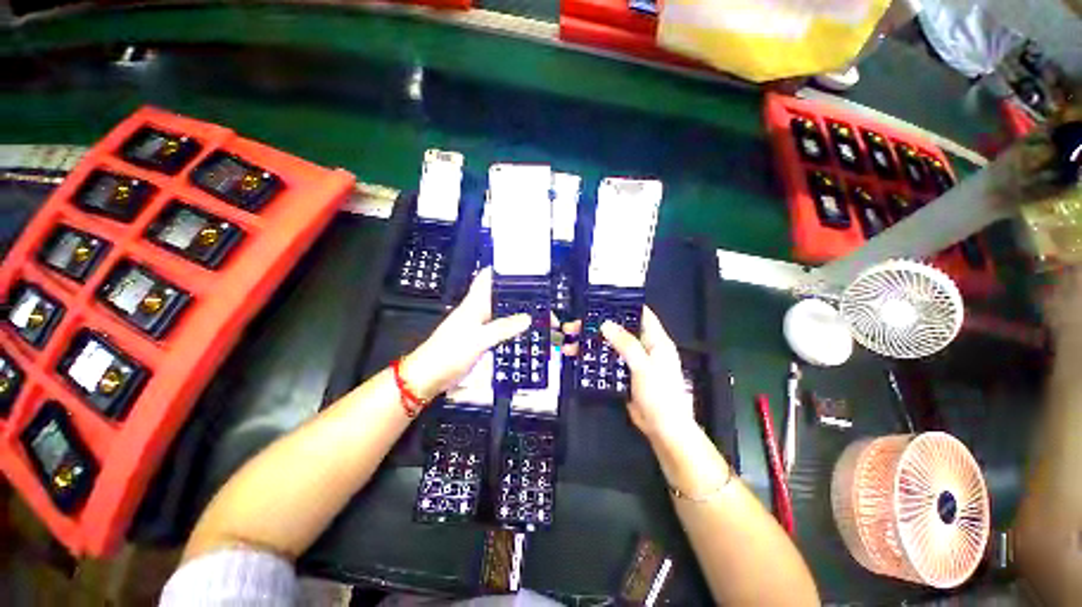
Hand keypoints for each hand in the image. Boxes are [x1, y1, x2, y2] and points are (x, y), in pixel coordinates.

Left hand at [400, 268, 529, 400]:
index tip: (522, 266)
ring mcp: (476, 326)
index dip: (502, 270)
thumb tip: (528, 317)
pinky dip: (510, 326)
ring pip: (498, 311)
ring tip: (536, 308)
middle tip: (538, 291)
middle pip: (496, 294)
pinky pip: (497, 327)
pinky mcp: (478, 339)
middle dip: (514, 290)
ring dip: (513, 309)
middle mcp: (475, 311)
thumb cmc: (450, 352)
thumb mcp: (479, 339)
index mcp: (473, 304)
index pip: (486, 278)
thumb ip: (504, 328)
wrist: (429, 376)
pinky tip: (521, 331)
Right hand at [564, 307, 694, 439]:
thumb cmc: (660, 396)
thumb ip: (626, 344)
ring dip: (591, 343)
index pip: (641, 314)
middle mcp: (644, 347)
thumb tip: (606, 324)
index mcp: (656, 341)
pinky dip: (593, 358)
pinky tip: (578, 358)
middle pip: (619, 330)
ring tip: (570, 342)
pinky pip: (607, 361)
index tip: (601, 303)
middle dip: (597, 326)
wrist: (663, 429)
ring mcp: (633, 362)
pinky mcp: (624, 374)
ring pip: (609, 346)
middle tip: (575, 326)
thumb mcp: (643, 366)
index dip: (622, 306)